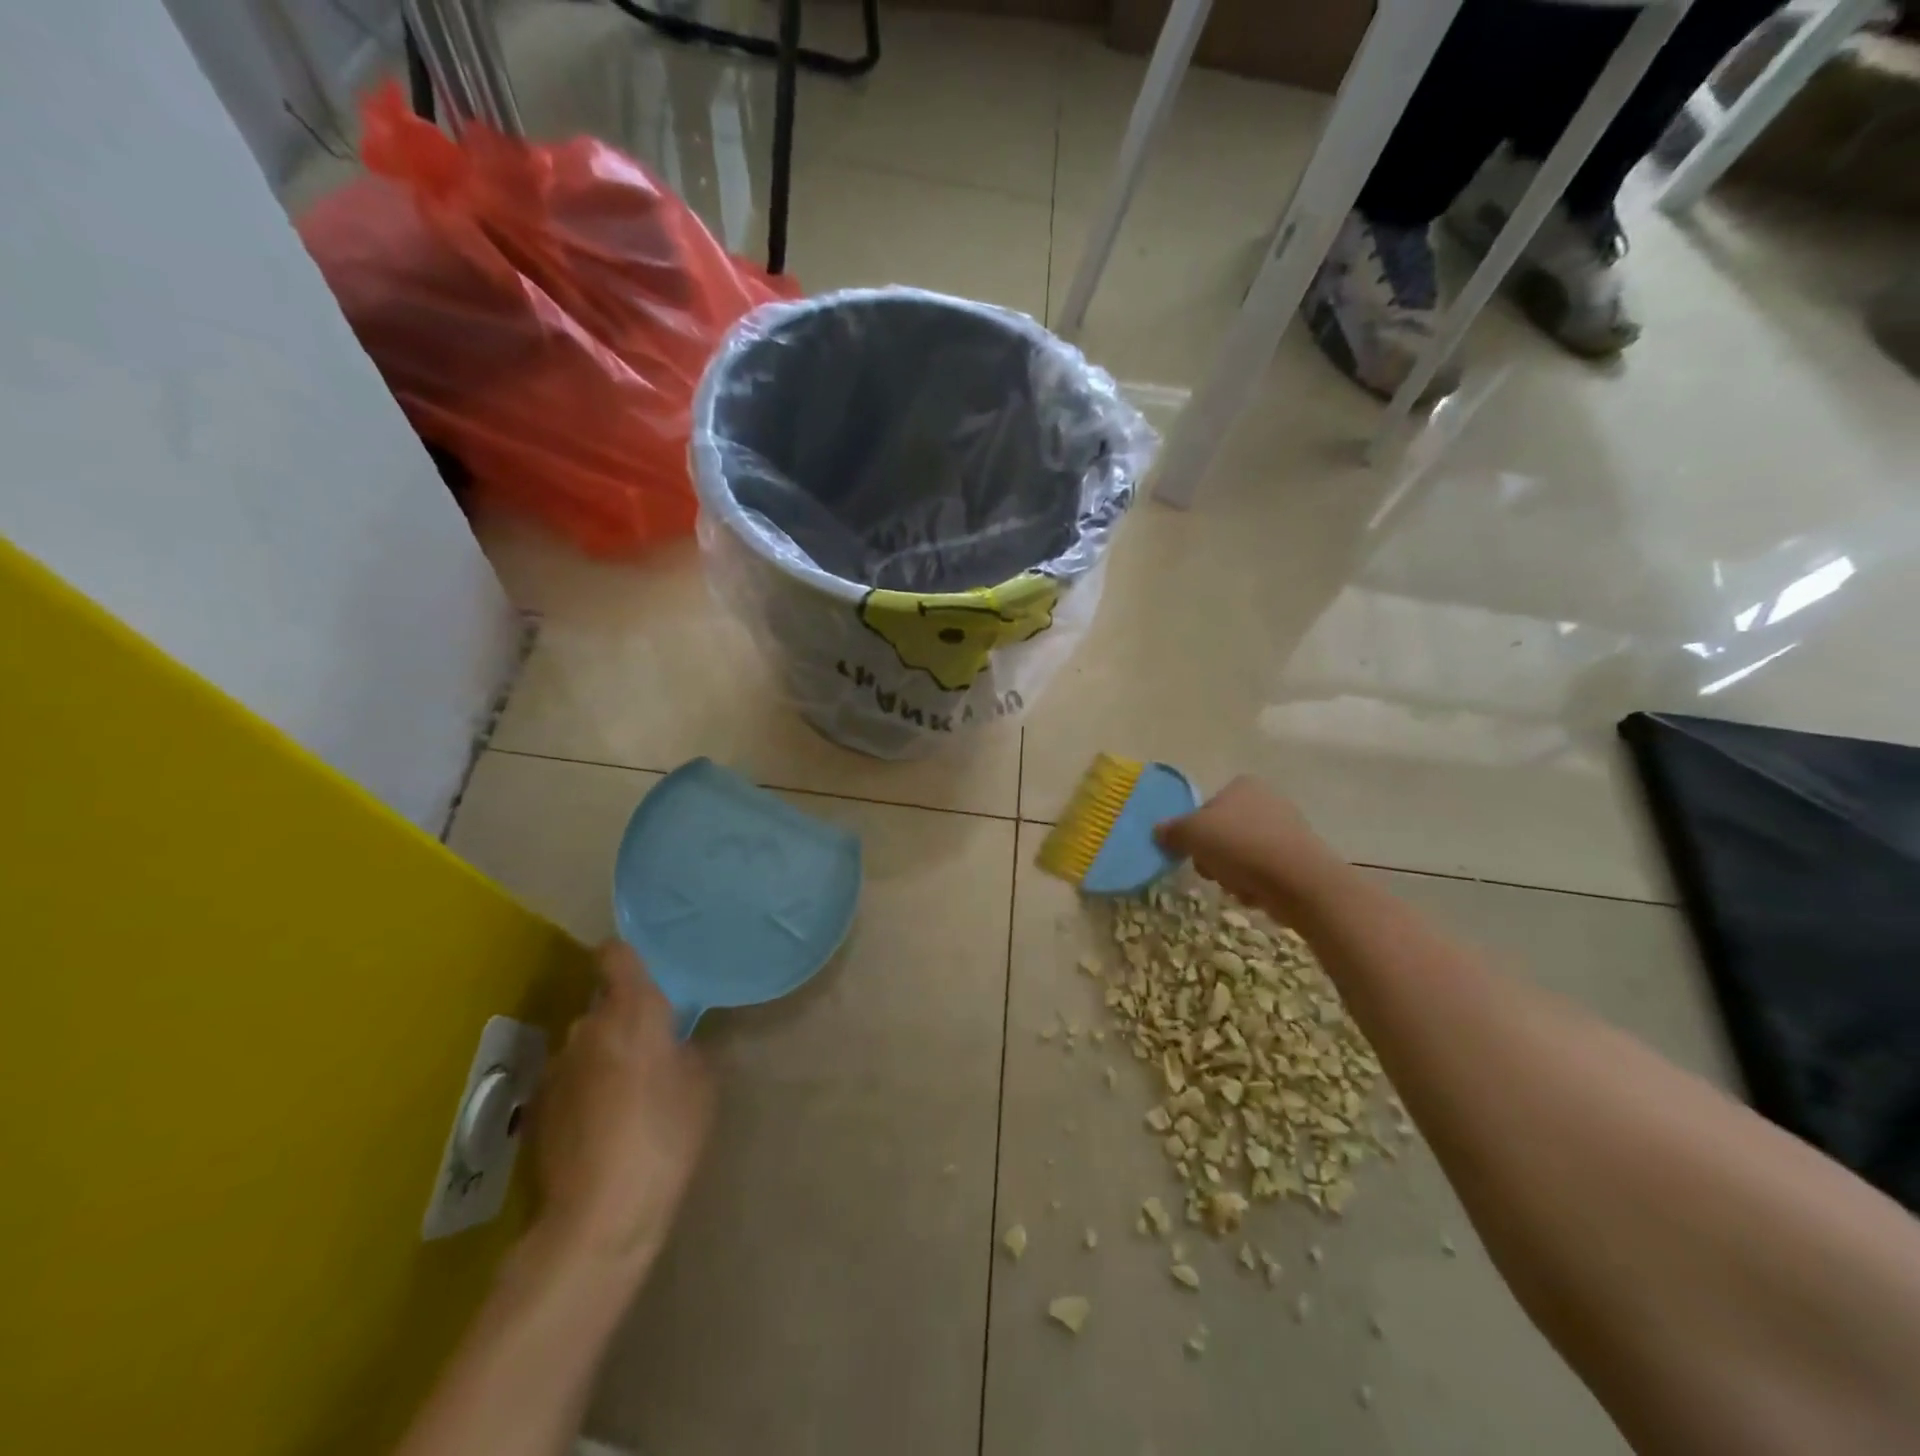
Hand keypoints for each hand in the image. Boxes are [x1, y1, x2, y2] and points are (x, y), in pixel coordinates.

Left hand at [530, 942, 712, 1273]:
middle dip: (624, 1021)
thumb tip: (671, 1046)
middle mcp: (586, 1028)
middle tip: (651, 1052)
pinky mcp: (537, 1109)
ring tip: (626, 1098)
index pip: (616, 955)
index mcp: (632, 1011)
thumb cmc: (665, 1135)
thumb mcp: (701, 1084)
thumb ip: (685, 1049)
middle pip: (604, 1007)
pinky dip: (585, 1093)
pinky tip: (601, 1129)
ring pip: (586, 1047)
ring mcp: (556, 1069)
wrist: (599, 1216)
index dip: (627, 957)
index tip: (644, 973)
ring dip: (604, 1058)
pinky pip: (570, 1082)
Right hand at [1155, 776, 1346, 916]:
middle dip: (1213, 857)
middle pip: (1223, 833)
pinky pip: (1263, 872)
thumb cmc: (1239, 845)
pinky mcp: (1299, 859)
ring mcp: (1287, 829)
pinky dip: (1255, 884)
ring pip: (1241, 855)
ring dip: (1231, 874)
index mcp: (1242, 785)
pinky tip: (1256, 893)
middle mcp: (1267, 800)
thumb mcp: (1191, 833)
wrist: (1298, 880)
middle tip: (1211, 870)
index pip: (1206, 807)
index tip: (1192, 850)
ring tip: (1236, 885)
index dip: (1195, 831)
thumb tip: (1159, 831)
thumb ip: (1171, 831)